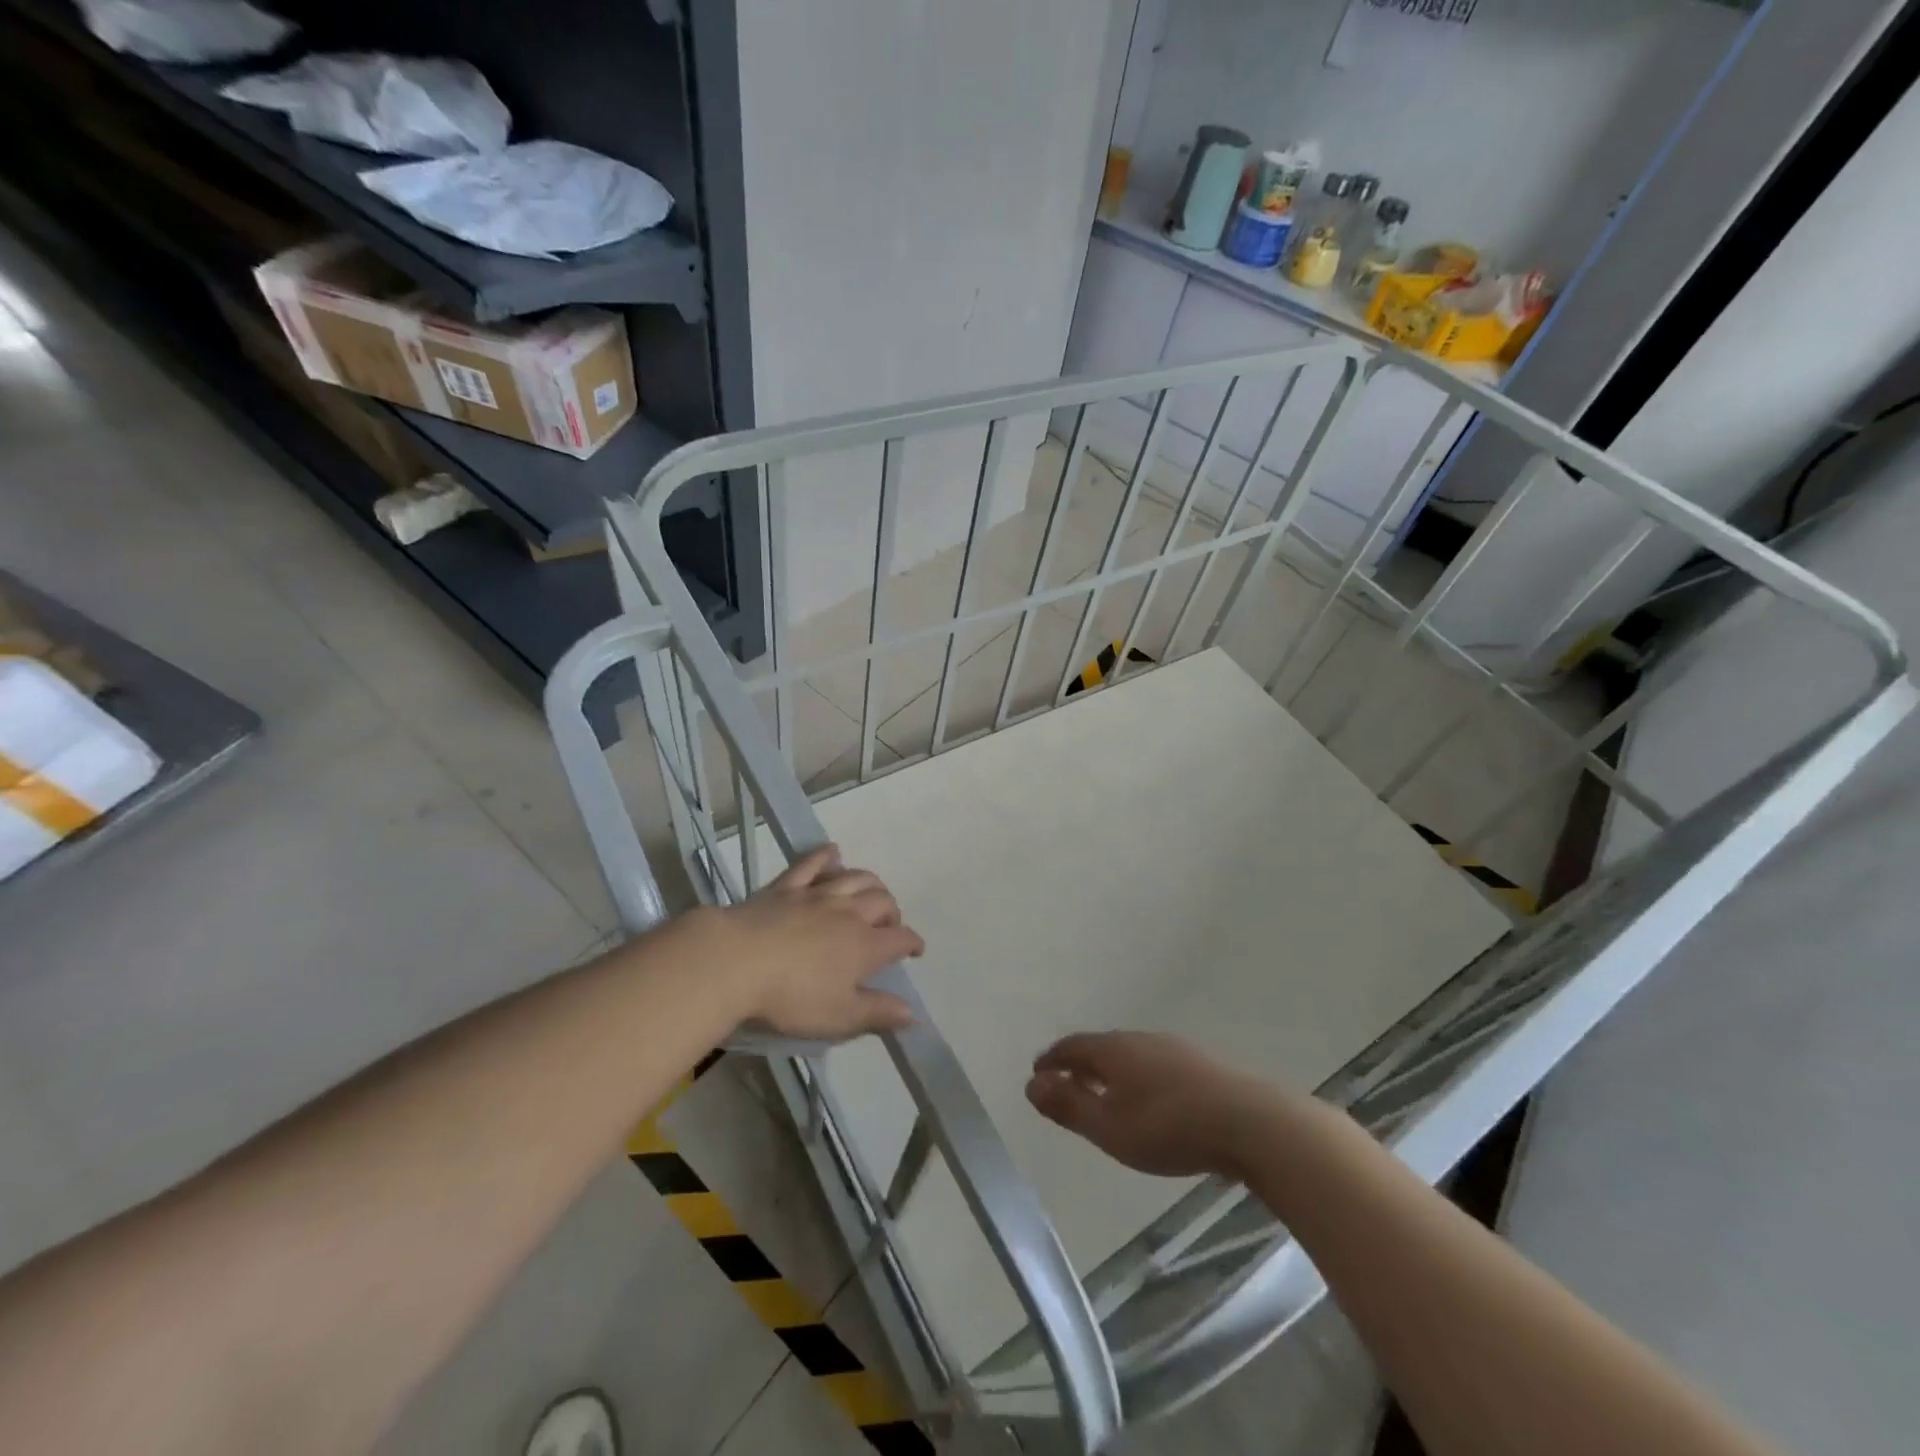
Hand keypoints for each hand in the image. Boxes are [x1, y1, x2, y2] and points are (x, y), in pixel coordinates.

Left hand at [688, 845, 923, 1041]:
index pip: (901, 939)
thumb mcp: (839, 1017)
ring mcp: (817, 895)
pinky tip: (833, 853)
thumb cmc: (791, 997)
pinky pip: (812, 863)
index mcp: (865, 946)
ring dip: (871, 883)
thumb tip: (912, 1013)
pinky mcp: (786, 887)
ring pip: (855, 878)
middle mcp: (849, 913)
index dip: (913, 944)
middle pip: (883, 901)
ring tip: (872, 892)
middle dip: (893, 912)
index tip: (915, 951)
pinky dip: (827, 856)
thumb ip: (878, 1013)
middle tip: (889, 926)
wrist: (736, 962)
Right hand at [1026, 1032, 1290, 1180]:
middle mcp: (1139, 1039)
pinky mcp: (1199, 1066)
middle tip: (1066, 1084)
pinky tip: (1148, 1099)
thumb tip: (1032, 1084)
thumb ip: (1068, 1107)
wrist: (1248, 1122)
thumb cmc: (1167, 1127)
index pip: (1072, 1046)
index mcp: (1113, 1050)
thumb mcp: (1108, 1127)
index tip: (1038, 1073)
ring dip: (1110, 1071)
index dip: (1052, 1059)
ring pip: (1130, 1055)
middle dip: (1079, 1064)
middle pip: (1101, 1047)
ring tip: (1104, 1094)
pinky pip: (1154, 1065)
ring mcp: (1173, 1049)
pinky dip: (1137, 1078)